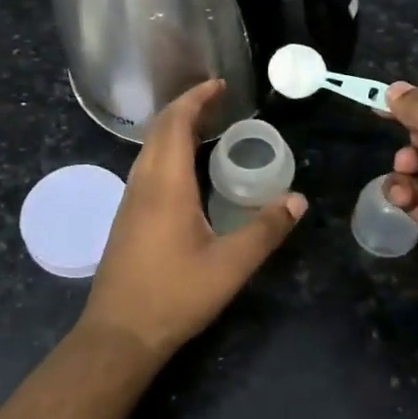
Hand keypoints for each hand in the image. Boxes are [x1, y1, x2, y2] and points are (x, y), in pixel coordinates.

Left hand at [79, 80, 306, 361]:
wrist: (119, 334)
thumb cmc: (174, 296)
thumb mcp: (230, 266)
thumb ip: (265, 231)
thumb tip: (298, 200)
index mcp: (165, 185)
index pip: (175, 124)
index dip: (195, 99)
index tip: (219, 84)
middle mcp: (142, 185)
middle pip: (158, 131)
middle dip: (186, 108)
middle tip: (218, 101)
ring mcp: (130, 203)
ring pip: (148, 150)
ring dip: (173, 130)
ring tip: (206, 128)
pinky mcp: (127, 220)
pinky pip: (146, 169)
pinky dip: (166, 152)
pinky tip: (185, 172)